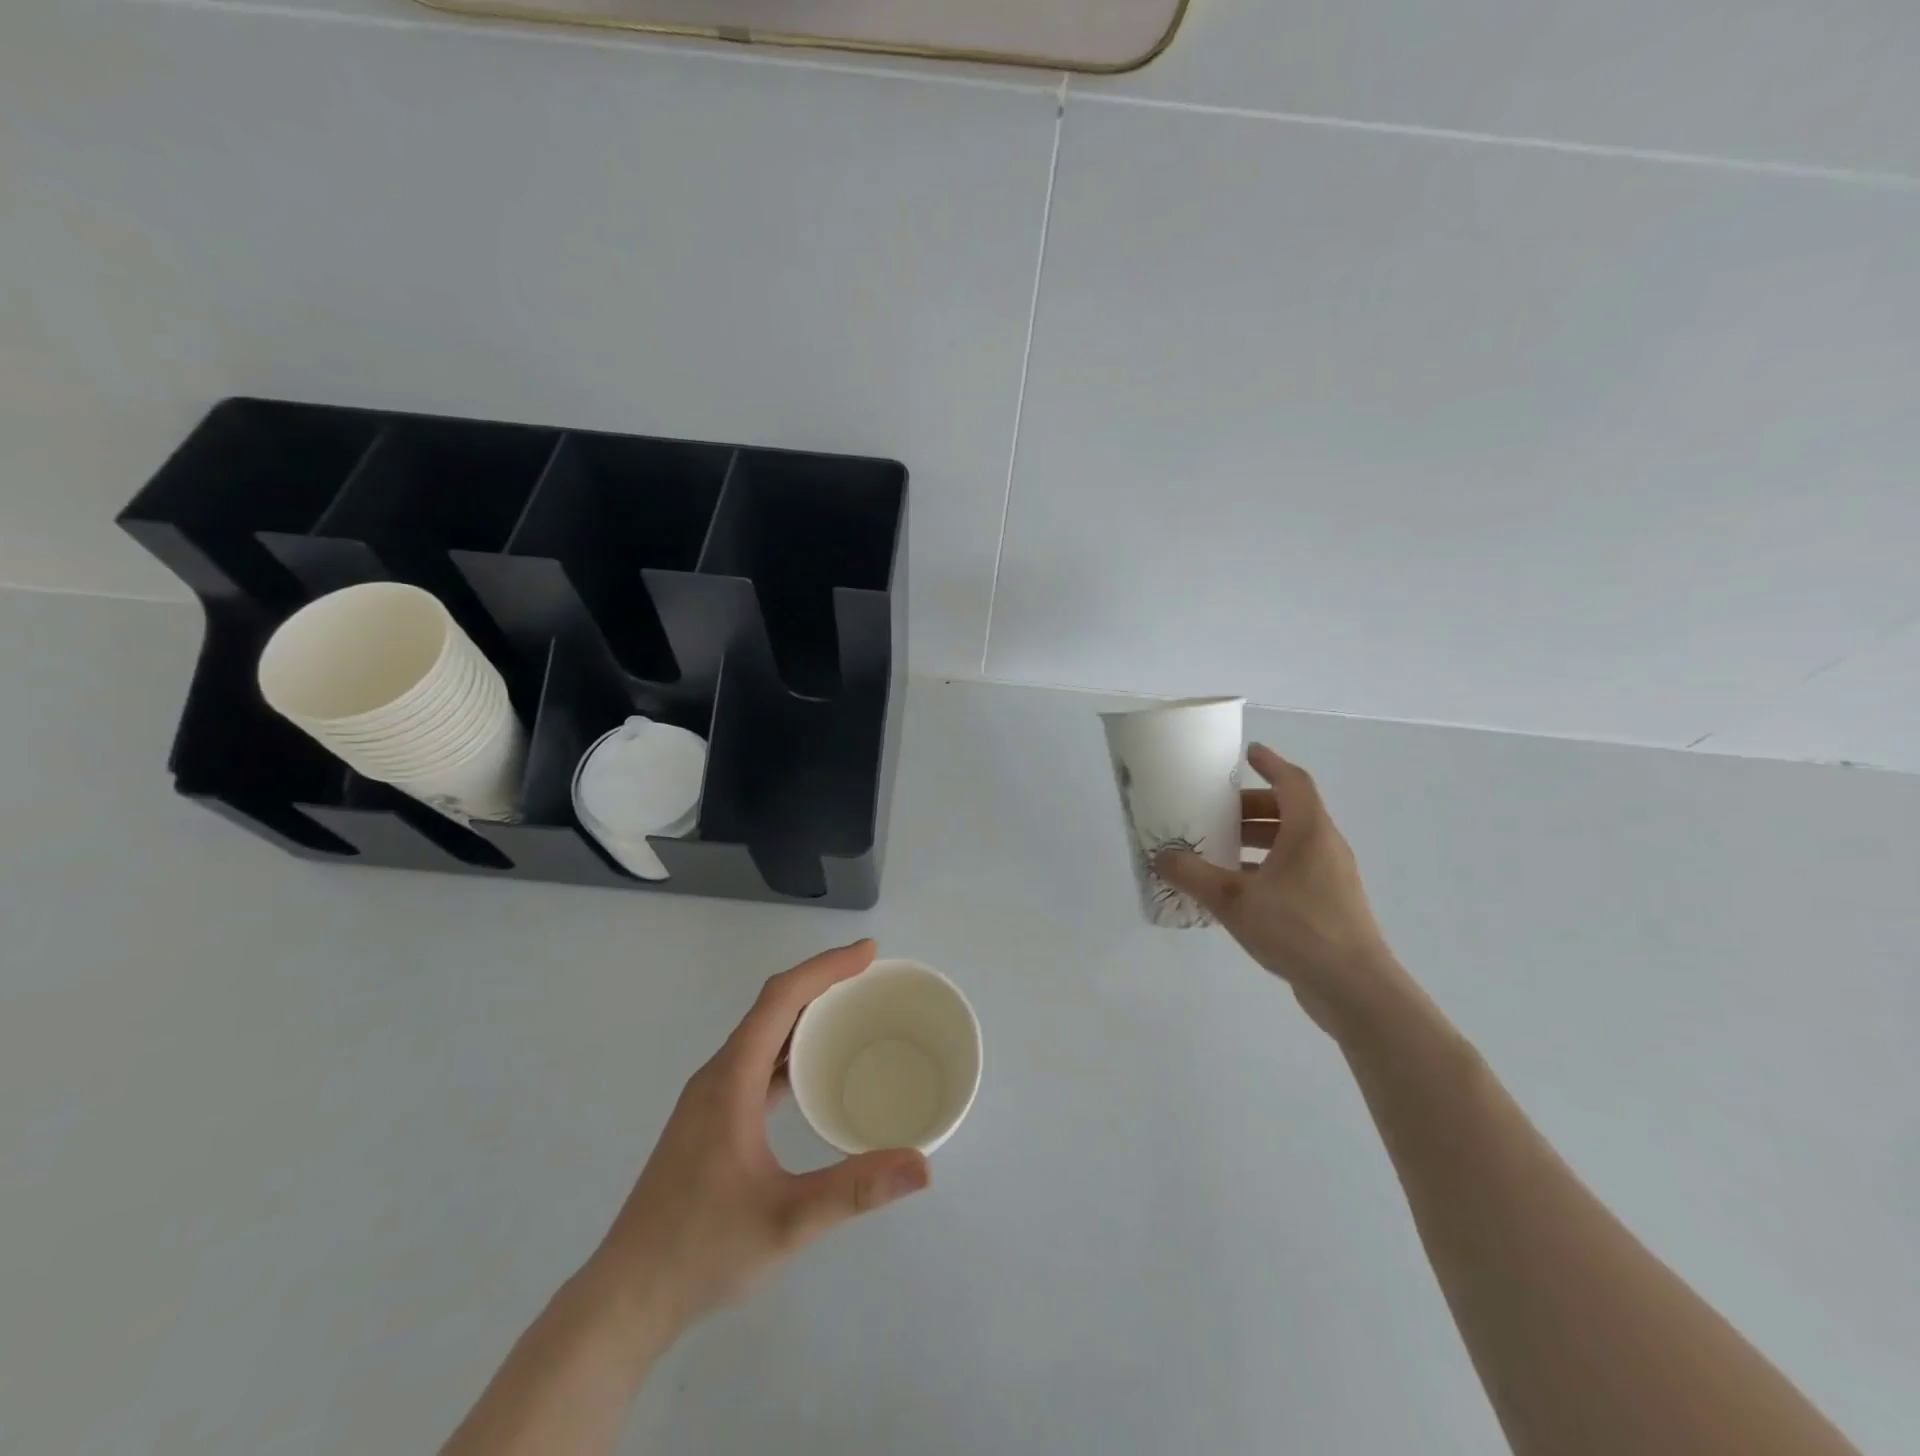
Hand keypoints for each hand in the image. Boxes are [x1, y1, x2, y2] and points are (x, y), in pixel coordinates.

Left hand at [589, 940, 929, 1339]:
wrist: (626, 1300)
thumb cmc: (702, 1250)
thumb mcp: (787, 1221)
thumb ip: (855, 1189)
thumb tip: (923, 1167)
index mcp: (731, 1078)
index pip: (781, 998)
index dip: (826, 967)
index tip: (868, 954)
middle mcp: (718, 1075)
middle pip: (772, 1006)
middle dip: (821, 982)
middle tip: (871, 977)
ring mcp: (710, 1098)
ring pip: (763, 1034)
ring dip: (805, 1013)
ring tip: (852, 1012)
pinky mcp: (710, 1120)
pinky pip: (757, 1062)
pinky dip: (791, 1048)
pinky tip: (814, 1069)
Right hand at [1157, 743, 1402, 1035]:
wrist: (1354, 989)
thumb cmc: (1297, 929)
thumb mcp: (1234, 900)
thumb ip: (1194, 876)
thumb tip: (1161, 858)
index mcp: (1310, 833)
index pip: (1293, 783)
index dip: (1271, 764)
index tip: (1248, 753)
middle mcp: (1325, 848)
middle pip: (1290, 812)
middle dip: (1252, 807)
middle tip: (1217, 811)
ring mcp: (1331, 879)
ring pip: (1292, 844)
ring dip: (1257, 840)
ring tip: (1220, 849)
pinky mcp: (1329, 907)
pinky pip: (1293, 872)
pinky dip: (1265, 868)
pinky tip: (1237, 889)